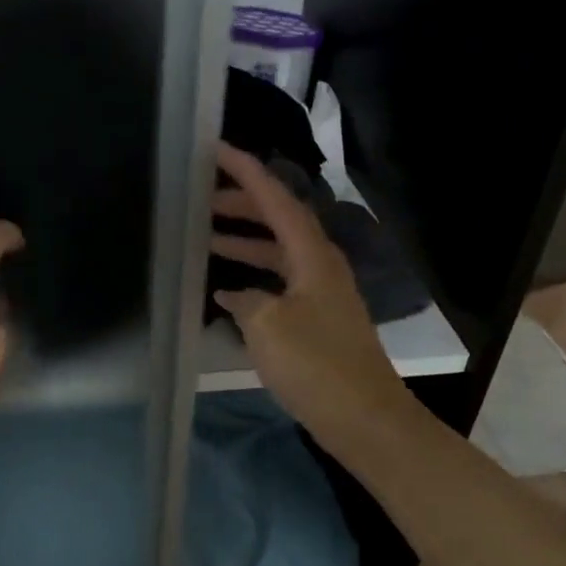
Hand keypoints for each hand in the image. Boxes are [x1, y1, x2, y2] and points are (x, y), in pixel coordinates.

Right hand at [209, 142, 419, 461]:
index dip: (247, 172)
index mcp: (312, 255)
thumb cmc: (315, 365)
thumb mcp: (267, 326)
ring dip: (245, 243)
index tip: (217, 150)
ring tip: (206, 238)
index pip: (277, 199)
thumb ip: (245, 300)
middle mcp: (320, 265)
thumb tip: (236, 294)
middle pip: (279, 221)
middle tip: (203, 199)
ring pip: (278, 254)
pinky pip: (279, 283)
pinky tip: (227, 293)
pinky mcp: (318, 321)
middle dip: (242, 206)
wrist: (363, 416)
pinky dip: (253, 279)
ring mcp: (321, 294)